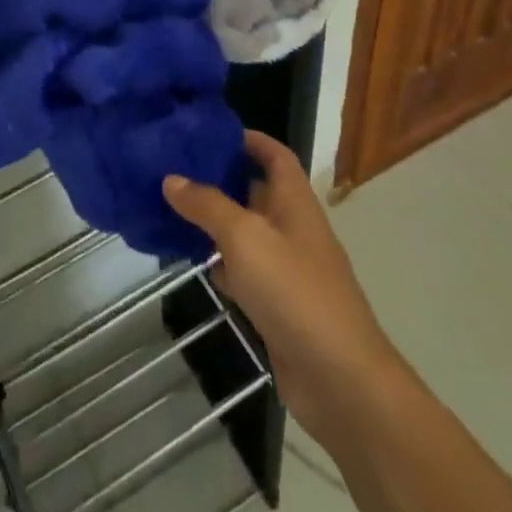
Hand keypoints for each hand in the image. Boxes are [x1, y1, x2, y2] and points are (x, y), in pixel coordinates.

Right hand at [164, 130, 403, 449]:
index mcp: (295, 201)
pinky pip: (244, 271)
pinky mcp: (277, 306)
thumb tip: (171, 178)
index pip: (275, 154)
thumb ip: (207, 204)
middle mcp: (292, 228)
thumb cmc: (294, 291)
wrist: (339, 379)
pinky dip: (220, 263)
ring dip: (215, 221)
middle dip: (221, 178)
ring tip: (172, 206)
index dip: (248, 138)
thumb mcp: (245, 237)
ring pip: (246, 233)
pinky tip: (192, 260)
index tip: (209, 131)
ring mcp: (287, 269)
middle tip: (176, 167)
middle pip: (256, 191)